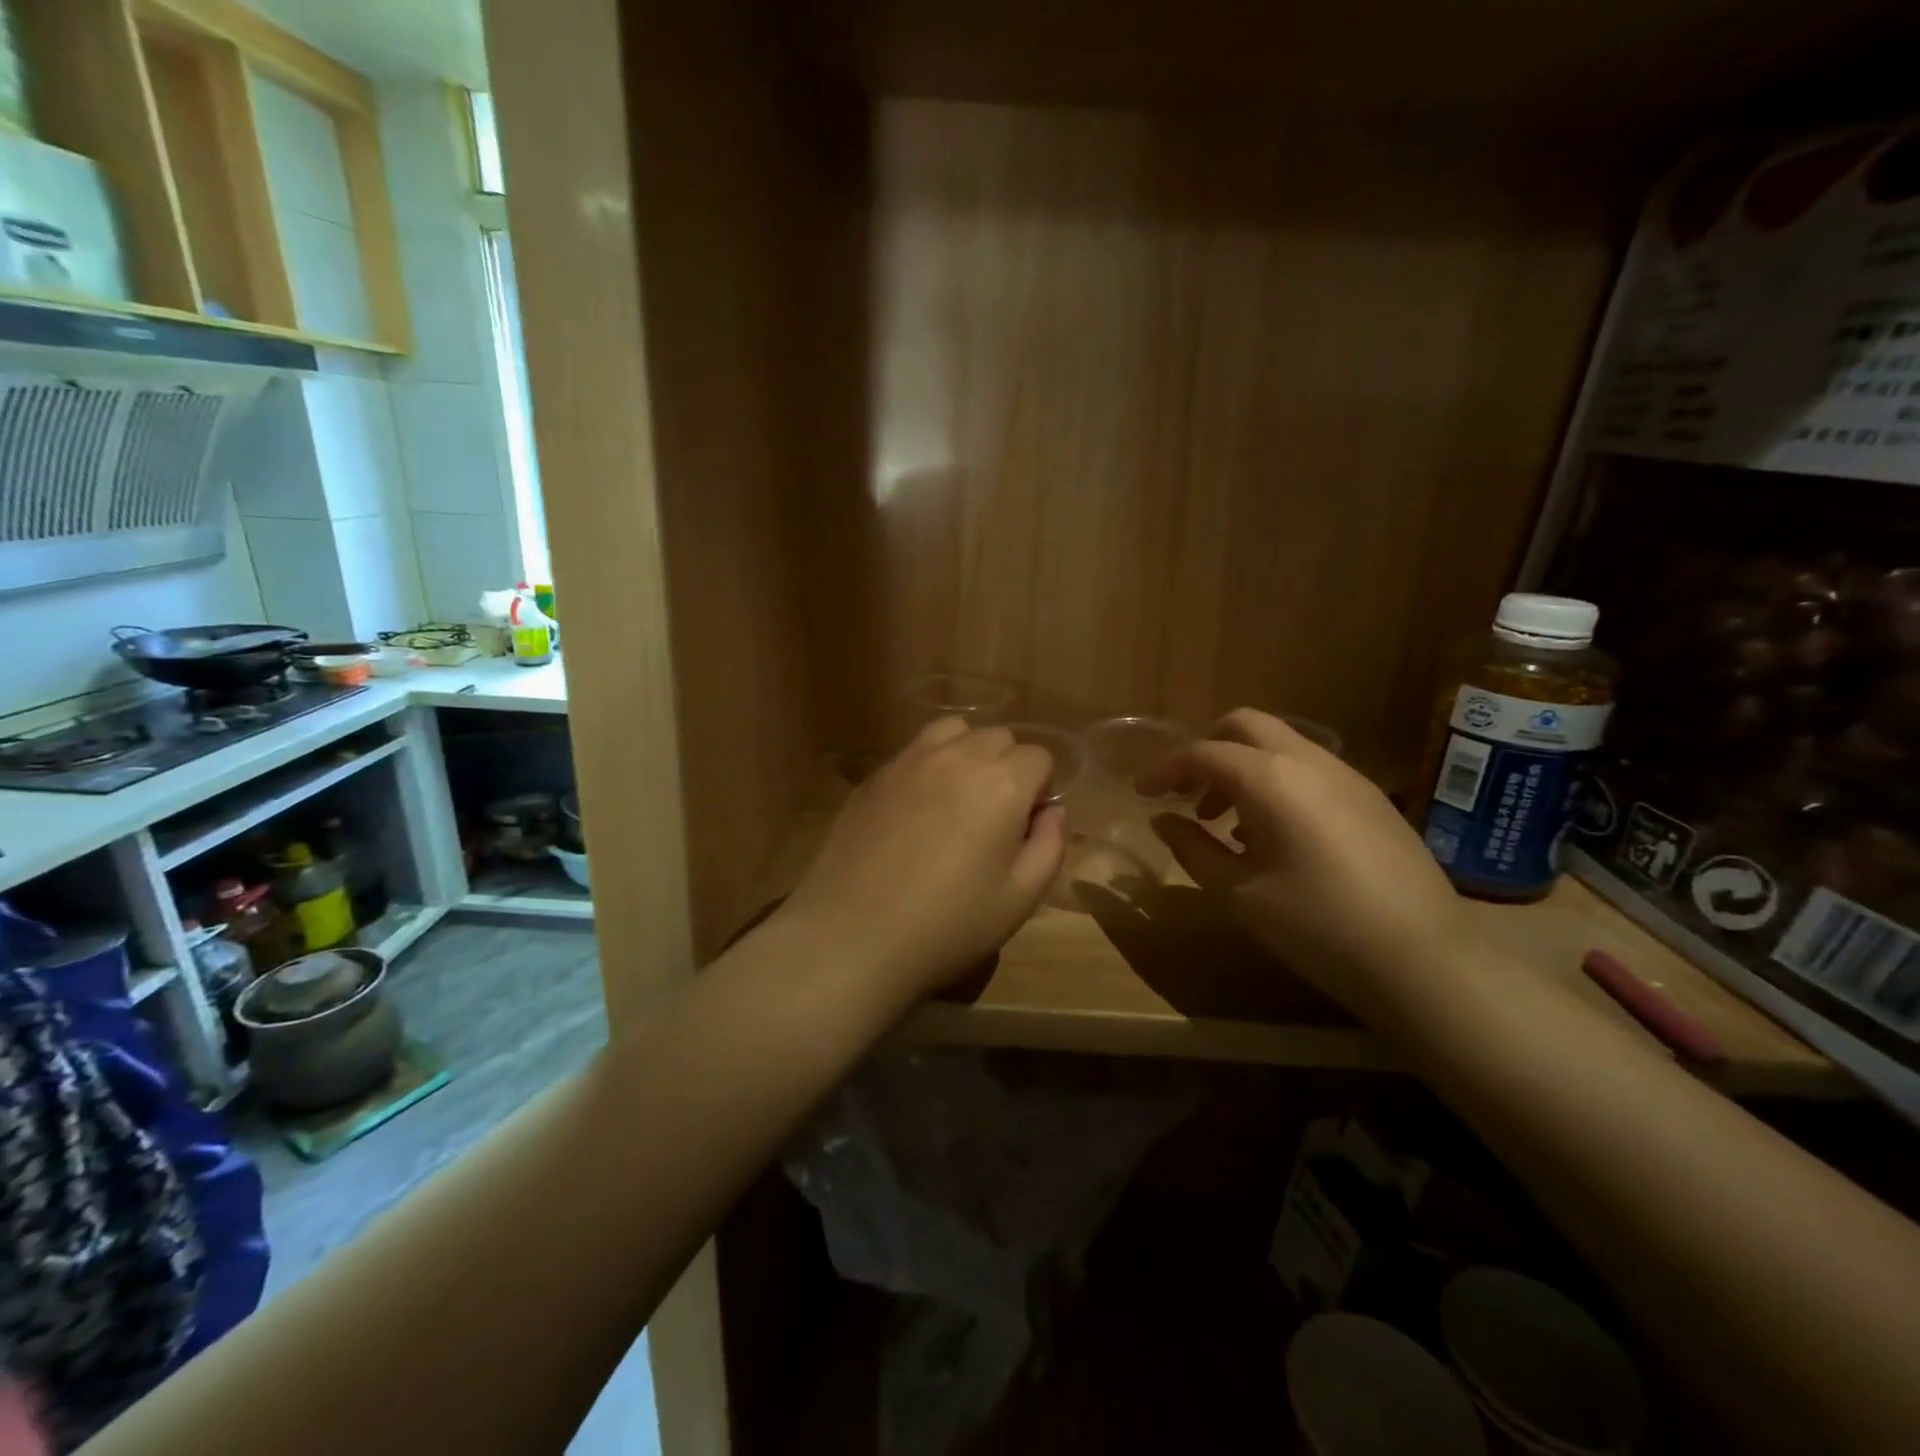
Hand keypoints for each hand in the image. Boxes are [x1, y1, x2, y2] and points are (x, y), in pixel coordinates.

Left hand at [778, 717, 1066, 1007]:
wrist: (852, 935)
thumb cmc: (948, 925)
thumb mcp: (1020, 899)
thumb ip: (1049, 846)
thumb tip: (1052, 812)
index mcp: (1002, 783)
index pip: (1039, 756)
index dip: (1041, 788)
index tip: (1027, 824)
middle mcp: (957, 757)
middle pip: (998, 737)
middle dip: (1008, 766)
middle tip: (996, 815)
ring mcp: (909, 761)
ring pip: (953, 730)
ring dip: (967, 752)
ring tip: (958, 797)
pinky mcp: (874, 776)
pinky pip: (913, 750)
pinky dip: (929, 764)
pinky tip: (917, 809)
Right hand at [1137, 708, 1471, 1021]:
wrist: (1424, 960)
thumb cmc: (1316, 925)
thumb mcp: (1238, 893)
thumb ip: (1193, 848)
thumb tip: (1163, 821)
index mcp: (1269, 778)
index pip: (1202, 753)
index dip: (1164, 768)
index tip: (1141, 792)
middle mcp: (1309, 761)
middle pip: (1245, 725)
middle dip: (1206, 749)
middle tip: (1185, 792)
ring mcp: (1348, 776)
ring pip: (1281, 745)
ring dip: (1242, 767)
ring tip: (1224, 822)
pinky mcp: (1373, 799)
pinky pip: (1310, 769)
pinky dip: (1276, 782)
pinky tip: (1273, 834)